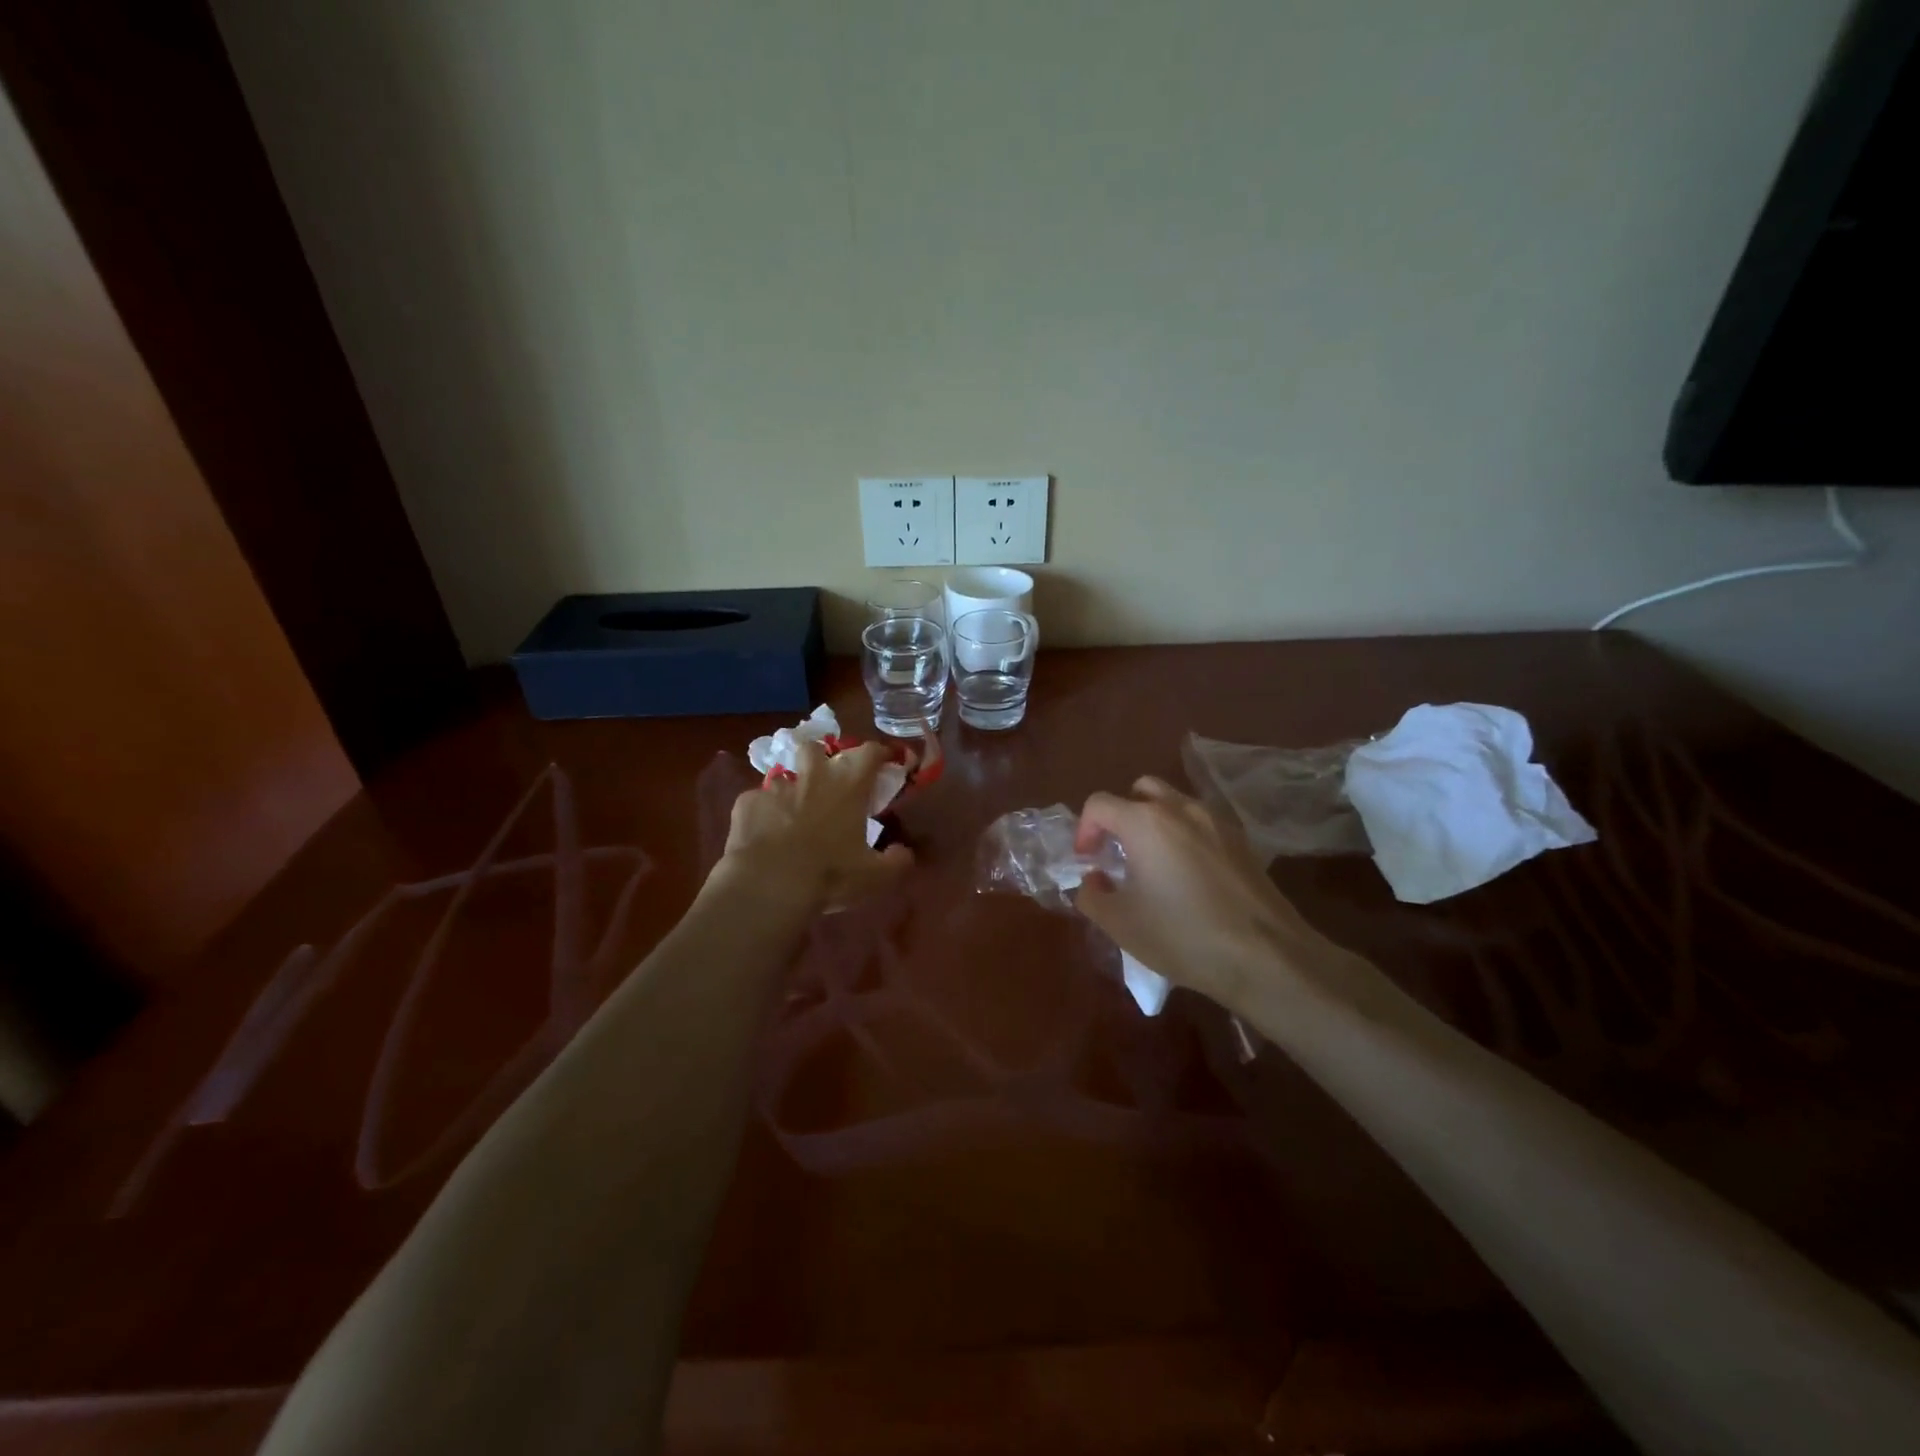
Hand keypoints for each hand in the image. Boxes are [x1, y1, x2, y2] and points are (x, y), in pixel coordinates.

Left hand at [715, 740, 912, 911]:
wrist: (769, 884)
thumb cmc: (830, 874)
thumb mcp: (876, 876)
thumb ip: (896, 862)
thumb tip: (903, 853)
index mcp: (849, 784)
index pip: (869, 752)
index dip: (879, 753)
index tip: (885, 762)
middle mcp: (813, 776)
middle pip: (816, 748)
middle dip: (821, 759)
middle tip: (826, 783)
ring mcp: (776, 787)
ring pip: (784, 776)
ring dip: (791, 790)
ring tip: (792, 814)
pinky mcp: (747, 803)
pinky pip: (757, 801)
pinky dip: (763, 813)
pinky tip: (764, 834)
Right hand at [1074, 776, 1349, 1012]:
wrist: (1267, 956)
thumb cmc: (1183, 936)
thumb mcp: (1120, 924)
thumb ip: (1090, 896)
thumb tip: (1092, 880)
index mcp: (1144, 821)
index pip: (1099, 804)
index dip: (1084, 830)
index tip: (1088, 862)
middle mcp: (1180, 808)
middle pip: (1139, 791)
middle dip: (1121, 816)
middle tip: (1118, 854)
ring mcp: (1216, 821)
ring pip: (1173, 803)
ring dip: (1153, 823)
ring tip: (1152, 864)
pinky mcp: (1241, 840)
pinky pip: (1200, 823)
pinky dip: (1183, 836)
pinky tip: (1188, 877)